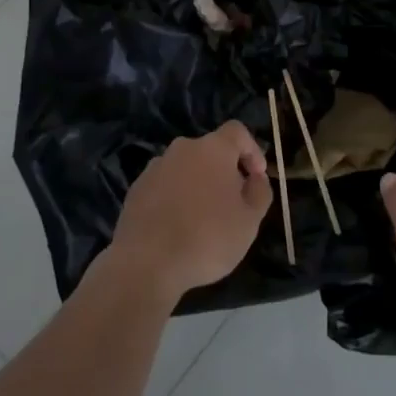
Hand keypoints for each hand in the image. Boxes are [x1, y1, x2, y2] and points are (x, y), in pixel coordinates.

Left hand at [111, 121, 273, 303]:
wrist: (146, 263)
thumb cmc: (207, 238)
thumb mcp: (250, 221)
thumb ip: (260, 191)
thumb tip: (255, 177)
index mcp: (213, 148)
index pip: (237, 131)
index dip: (252, 149)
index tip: (256, 176)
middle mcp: (183, 148)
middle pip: (210, 150)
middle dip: (224, 171)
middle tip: (231, 203)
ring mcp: (155, 167)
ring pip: (186, 168)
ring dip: (198, 184)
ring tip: (202, 219)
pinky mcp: (136, 188)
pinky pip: (164, 185)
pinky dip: (175, 198)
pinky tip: (176, 227)